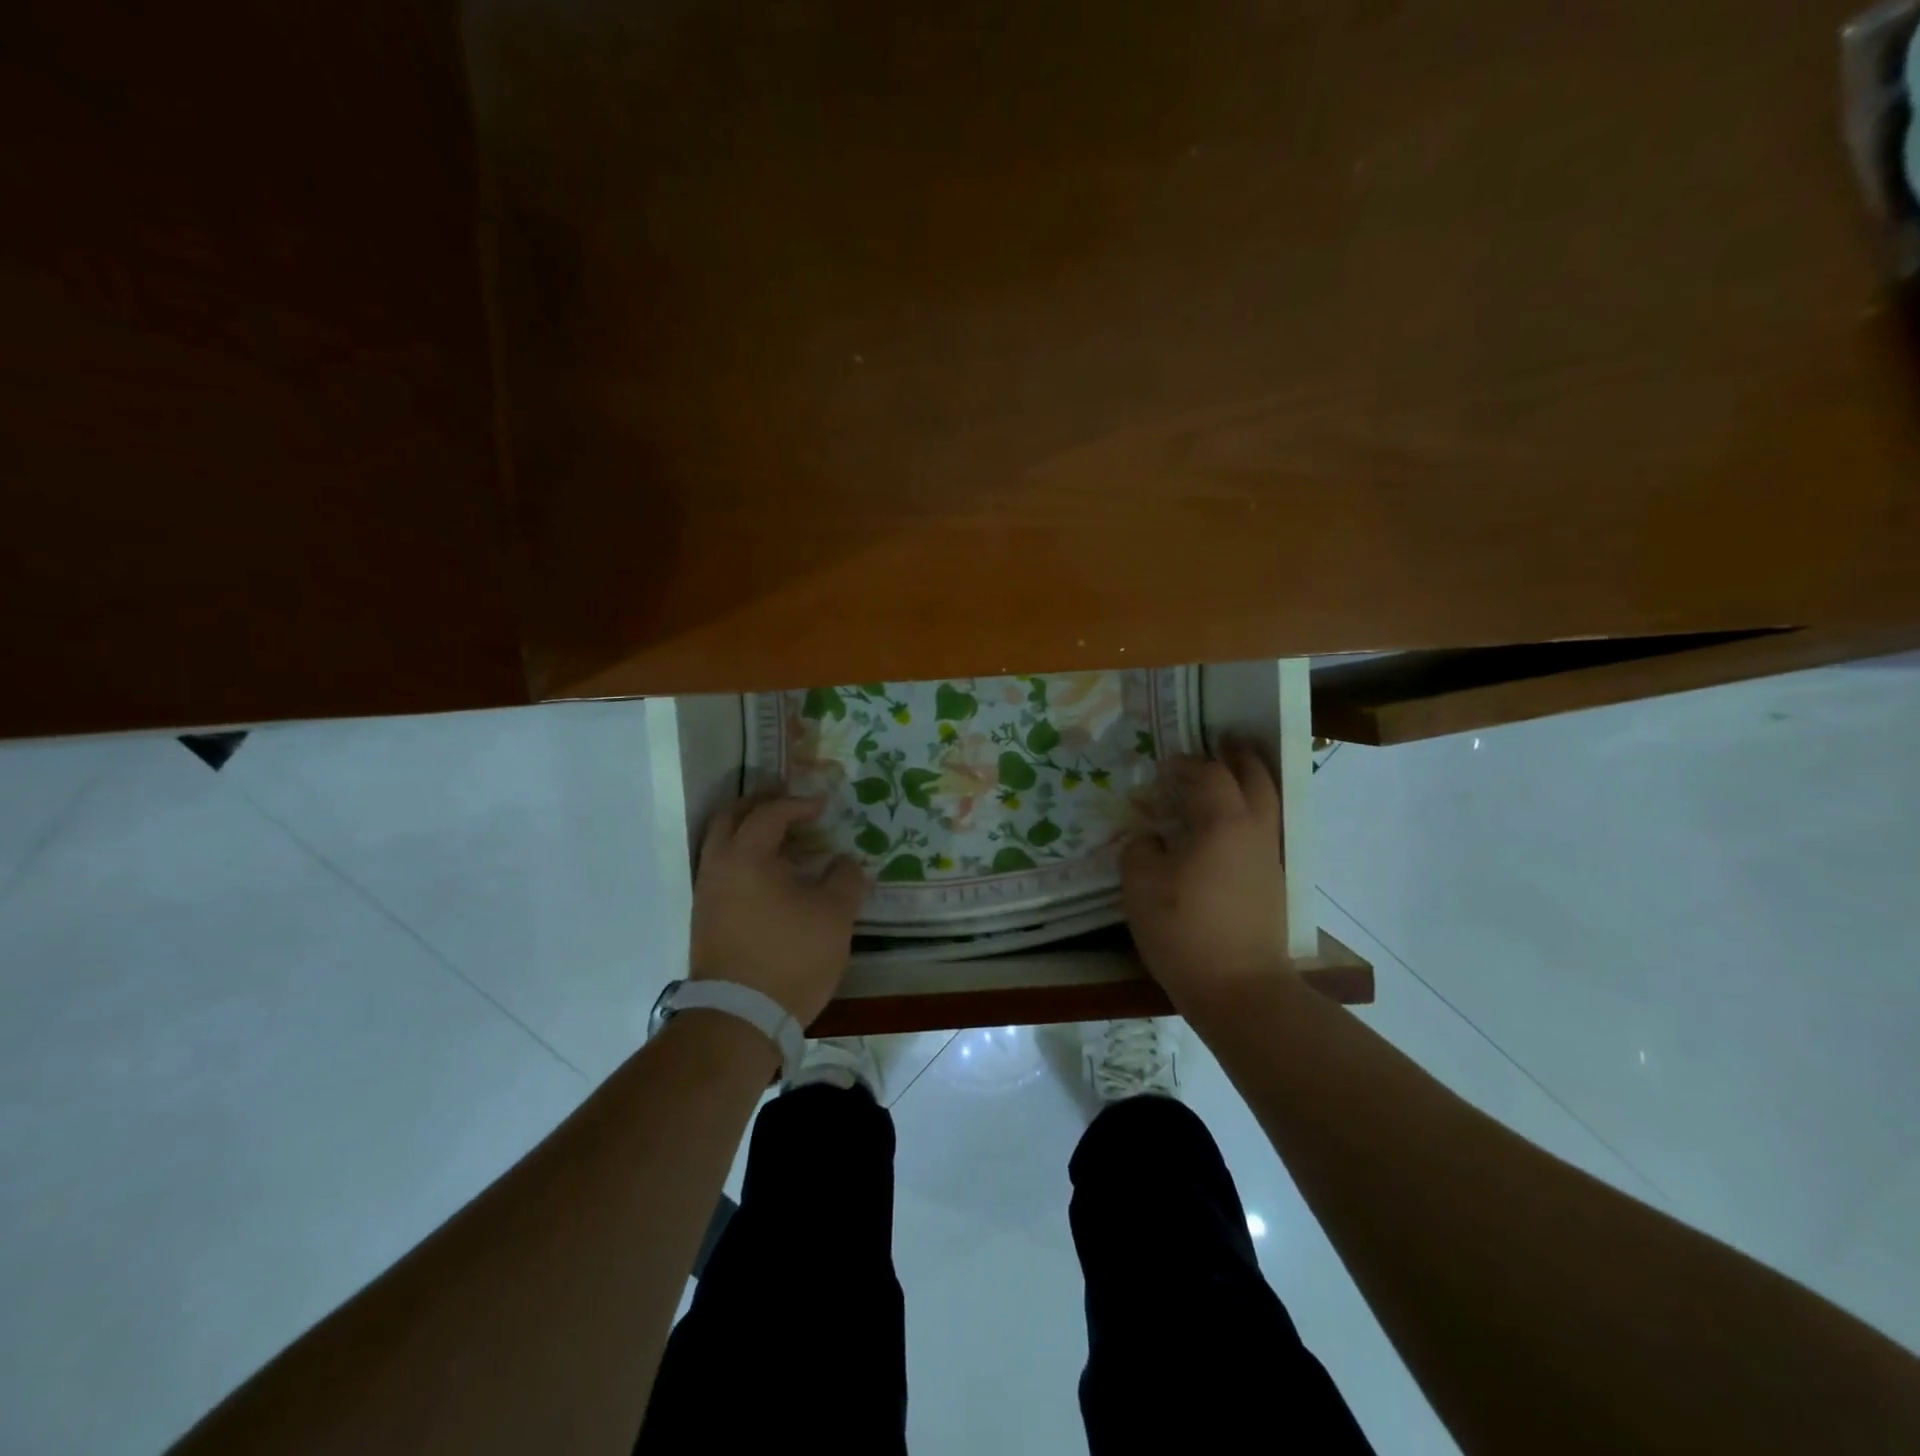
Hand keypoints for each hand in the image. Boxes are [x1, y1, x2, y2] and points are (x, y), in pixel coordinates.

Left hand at [689, 793, 867, 1024]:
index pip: (769, 814)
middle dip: (758, 804)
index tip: (823, 805)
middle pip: (729, 818)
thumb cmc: (791, 957)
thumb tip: (846, 862)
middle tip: (786, 801)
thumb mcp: (834, 915)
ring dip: (747, 832)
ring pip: (720, 846)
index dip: (798, 804)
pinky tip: (770, 877)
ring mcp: (706, 895)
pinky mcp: (705, 921)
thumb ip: (845, 879)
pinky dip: (743, 859)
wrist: (739, 1018)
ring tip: (782, 838)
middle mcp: (718, 867)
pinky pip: (722, 871)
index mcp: (746, 857)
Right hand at [1121, 741, 1292, 1016]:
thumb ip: (1140, 851)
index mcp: (1223, 823)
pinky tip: (1231, 827)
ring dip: (1252, 781)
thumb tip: (1149, 840)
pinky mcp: (1276, 883)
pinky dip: (1253, 812)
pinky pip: (1267, 830)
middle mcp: (1255, 831)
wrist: (1241, 989)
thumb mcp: (1141, 887)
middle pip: (1256, 778)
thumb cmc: (1185, 931)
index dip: (1187, 764)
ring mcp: (1271, 858)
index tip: (1165, 765)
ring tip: (1232, 774)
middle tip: (1224, 741)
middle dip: (1239, 756)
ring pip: (1269, 803)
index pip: (1209, 775)